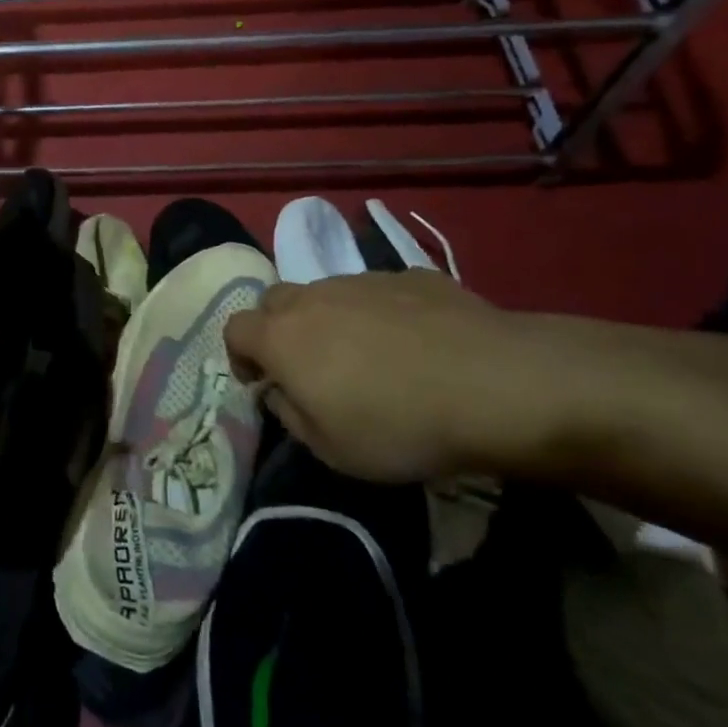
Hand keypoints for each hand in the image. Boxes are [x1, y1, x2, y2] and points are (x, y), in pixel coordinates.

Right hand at [223, 271, 530, 481]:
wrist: (493, 383)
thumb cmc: (398, 425)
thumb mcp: (332, 450)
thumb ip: (292, 417)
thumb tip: (282, 394)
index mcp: (282, 337)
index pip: (234, 329)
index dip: (239, 355)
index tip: (260, 382)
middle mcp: (312, 298)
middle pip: (274, 300)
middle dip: (278, 328)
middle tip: (306, 365)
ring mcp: (361, 281)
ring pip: (326, 292)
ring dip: (329, 318)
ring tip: (366, 355)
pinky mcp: (409, 276)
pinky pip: (377, 292)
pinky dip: (380, 313)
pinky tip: (415, 343)